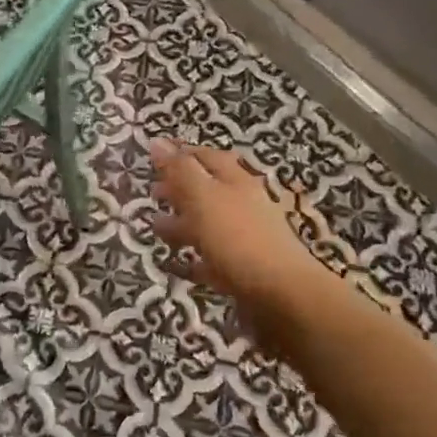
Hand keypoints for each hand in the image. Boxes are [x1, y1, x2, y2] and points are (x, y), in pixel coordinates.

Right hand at [149, 140, 330, 319]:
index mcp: (235, 181)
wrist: (283, 296)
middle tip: (153, 192)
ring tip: (156, 227)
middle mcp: (243, 204)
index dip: (181, 153)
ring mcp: (247, 238)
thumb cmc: (238, 238)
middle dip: (180, 189)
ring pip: (209, 224)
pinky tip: (176, 264)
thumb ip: (180, 170)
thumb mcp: (203, 197)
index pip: (206, 156)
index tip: (155, 156)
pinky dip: (194, 259)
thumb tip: (157, 140)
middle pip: (208, 189)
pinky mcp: (245, 270)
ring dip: (183, 223)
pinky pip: (214, 260)